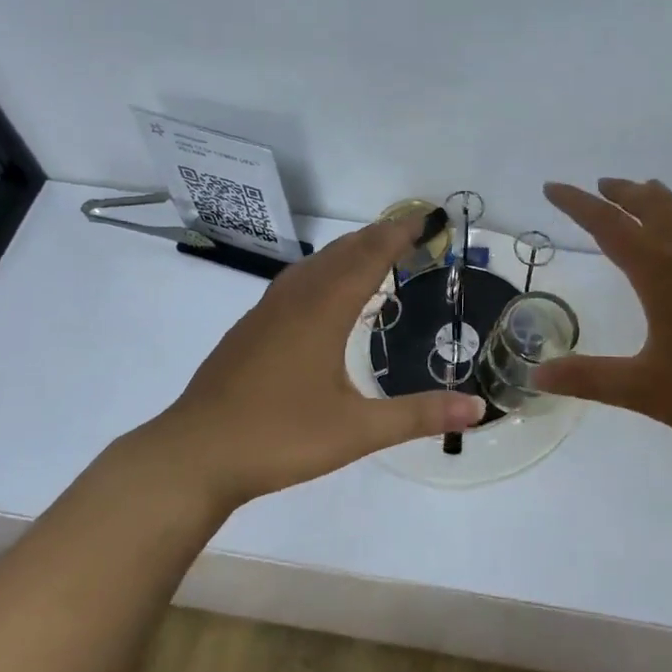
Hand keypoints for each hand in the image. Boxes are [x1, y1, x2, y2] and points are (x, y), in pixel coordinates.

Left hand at [145, 218, 485, 505]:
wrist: (194, 454)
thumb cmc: (279, 436)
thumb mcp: (357, 431)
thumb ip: (418, 416)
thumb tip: (477, 409)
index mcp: (323, 311)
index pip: (368, 258)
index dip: (397, 235)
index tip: (423, 218)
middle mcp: (295, 301)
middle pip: (340, 253)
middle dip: (375, 237)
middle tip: (406, 229)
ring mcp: (265, 313)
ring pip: (312, 266)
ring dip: (345, 251)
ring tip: (369, 252)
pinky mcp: (248, 331)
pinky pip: (293, 283)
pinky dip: (320, 272)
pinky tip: (319, 294)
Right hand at [535, 179, 671, 461]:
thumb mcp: (644, 390)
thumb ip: (588, 378)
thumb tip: (537, 375)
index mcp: (661, 272)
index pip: (608, 224)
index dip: (576, 204)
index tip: (552, 187)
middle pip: (650, 205)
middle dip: (619, 192)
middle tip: (598, 186)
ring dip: (655, 197)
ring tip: (640, 192)